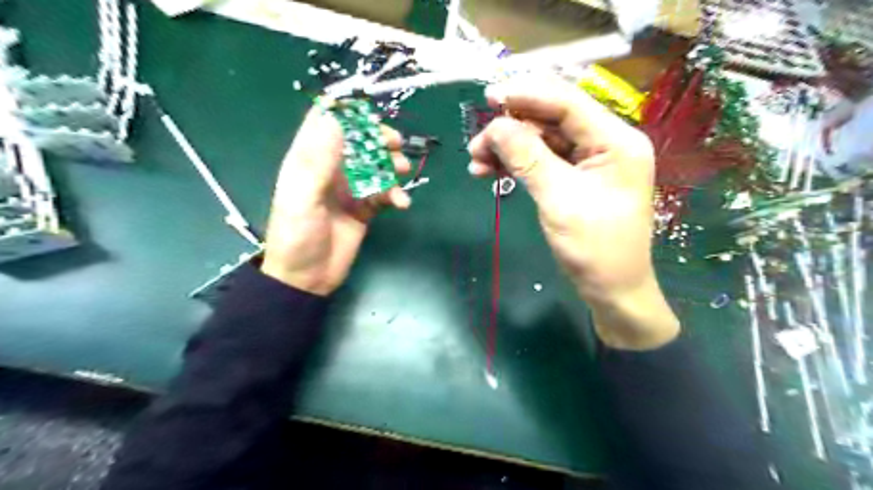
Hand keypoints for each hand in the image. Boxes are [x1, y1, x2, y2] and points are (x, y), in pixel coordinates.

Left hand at [263, 102, 412, 295]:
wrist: (307, 278)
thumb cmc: (297, 236)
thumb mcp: (302, 197)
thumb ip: (319, 160)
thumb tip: (337, 119)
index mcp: (309, 160)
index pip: (324, 122)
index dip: (345, 111)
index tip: (369, 111)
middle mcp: (331, 169)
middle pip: (358, 142)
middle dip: (377, 138)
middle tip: (395, 142)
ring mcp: (350, 189)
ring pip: (375, 165)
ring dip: (391, 164)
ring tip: (402, 170)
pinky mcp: (364, 208)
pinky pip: (384, 193)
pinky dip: (395, 195)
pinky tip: (401, 203)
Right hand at [472, 76, 680, 350]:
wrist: (611, 290)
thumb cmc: (594, 249)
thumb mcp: (559, 200)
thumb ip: (527, 158)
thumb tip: (495, 126)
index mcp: (617, 141)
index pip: (568, 103)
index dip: (527, 94)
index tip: (488, 97)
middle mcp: (607, 142)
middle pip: (553, 118)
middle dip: (512, 127)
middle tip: (476, 144)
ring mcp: (592, 159)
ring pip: (544, 139)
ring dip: (509, 147)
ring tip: (477, 163)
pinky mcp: (578, 176)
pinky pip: (544, 159)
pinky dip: (517, 163)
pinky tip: (491, 171)